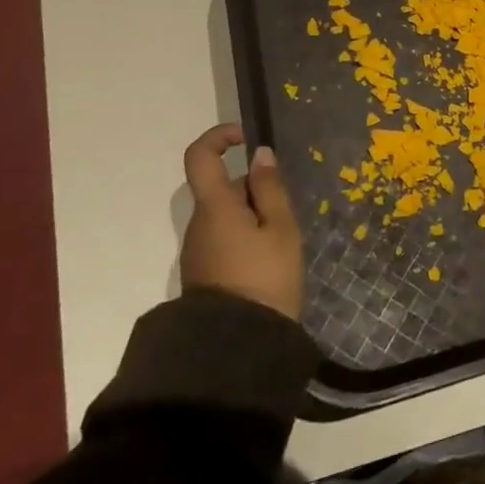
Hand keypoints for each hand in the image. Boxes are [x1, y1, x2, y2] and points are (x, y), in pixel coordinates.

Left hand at [180, 123, 302, 320]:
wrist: (237, 346)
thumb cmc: (266, 278)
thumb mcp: (281, 229)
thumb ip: (270, 189)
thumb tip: (259, 155)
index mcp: (215, 207)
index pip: (200, 156)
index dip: (220, 137)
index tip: (247, 140)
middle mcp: (198, 223)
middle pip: (222, 189)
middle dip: (255, 190)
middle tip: (286, 214)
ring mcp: (197, 249)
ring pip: (225, 215)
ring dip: (253, 216)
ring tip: (282, 243)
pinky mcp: (202, 271)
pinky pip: (224, 237)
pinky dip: (246, 236)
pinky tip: (269, 260)